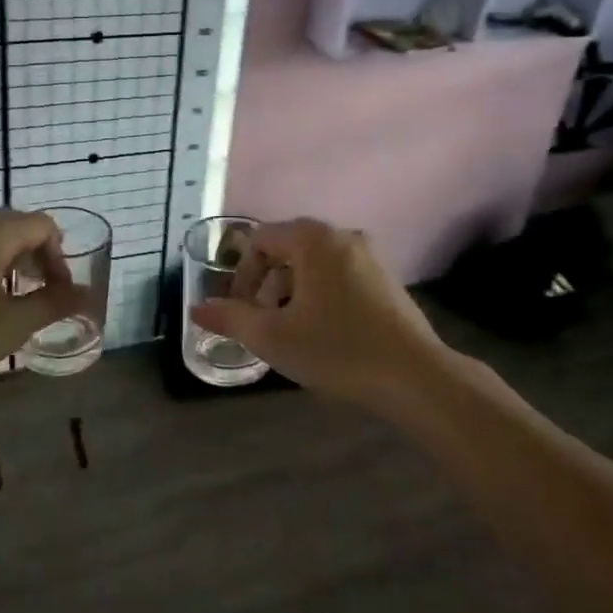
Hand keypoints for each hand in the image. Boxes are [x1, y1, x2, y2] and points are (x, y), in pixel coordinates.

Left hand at [0, 210, 78, 399]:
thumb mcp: (12, 324)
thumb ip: (55, 304)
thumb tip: (87, 295)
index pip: (42, 225)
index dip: (60, 256)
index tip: (59, 292)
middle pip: (15, 228)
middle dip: (35, 258)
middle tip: (40, 295)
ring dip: (8, 264)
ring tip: (10, 301)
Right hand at [190, 219, 451, 411]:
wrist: (414, 376)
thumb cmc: (337, 349)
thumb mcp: (273, 337)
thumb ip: (231, 318)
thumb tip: (197, 309)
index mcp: (313, 239)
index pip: (259, 239)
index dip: (240, 275)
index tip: (240, 312)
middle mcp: (342, 235)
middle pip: (286, 249)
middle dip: (265, 284)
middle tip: (261, 323)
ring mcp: (369, 256)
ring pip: (313, 264)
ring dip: (291, 292)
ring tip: (290, 331)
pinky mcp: (385, 279)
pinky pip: (338, 275)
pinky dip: (319, 295)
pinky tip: (323, 333)